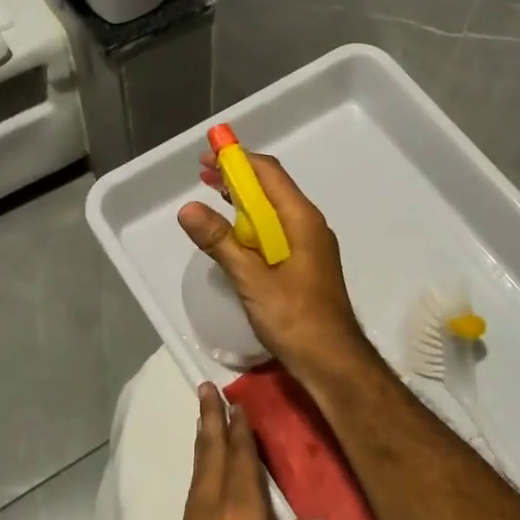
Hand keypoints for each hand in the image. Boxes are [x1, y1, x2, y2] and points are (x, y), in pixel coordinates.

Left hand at [160, 384, 325, 519]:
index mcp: (241, 513)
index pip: (240, 458)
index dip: (239, 428)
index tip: (236, 402)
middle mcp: (210, 511)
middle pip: (209, 455)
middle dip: (209, 420)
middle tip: (205, 389)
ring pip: (197, 476)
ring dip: (202, 446)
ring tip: (204, 423)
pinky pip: (191, 501)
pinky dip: (199, 479)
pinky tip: (205, 482)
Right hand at [177, 151, 374, 378]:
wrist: (332, 361)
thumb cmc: (294, 318)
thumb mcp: (250, 279)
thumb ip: (220, 241)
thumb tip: (187, 208)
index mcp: (301, 219)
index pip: (268, 173)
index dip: (237, 160)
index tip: (206, 158)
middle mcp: (308, 224)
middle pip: (271, 187)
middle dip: (237, 178)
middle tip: (203, 175)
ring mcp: (310, 244)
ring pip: (273, 210)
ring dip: (243, 201)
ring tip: (212, 197)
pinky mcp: (305, 263)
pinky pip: (276, 230)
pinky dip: (252, 223)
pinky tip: (234, 234)